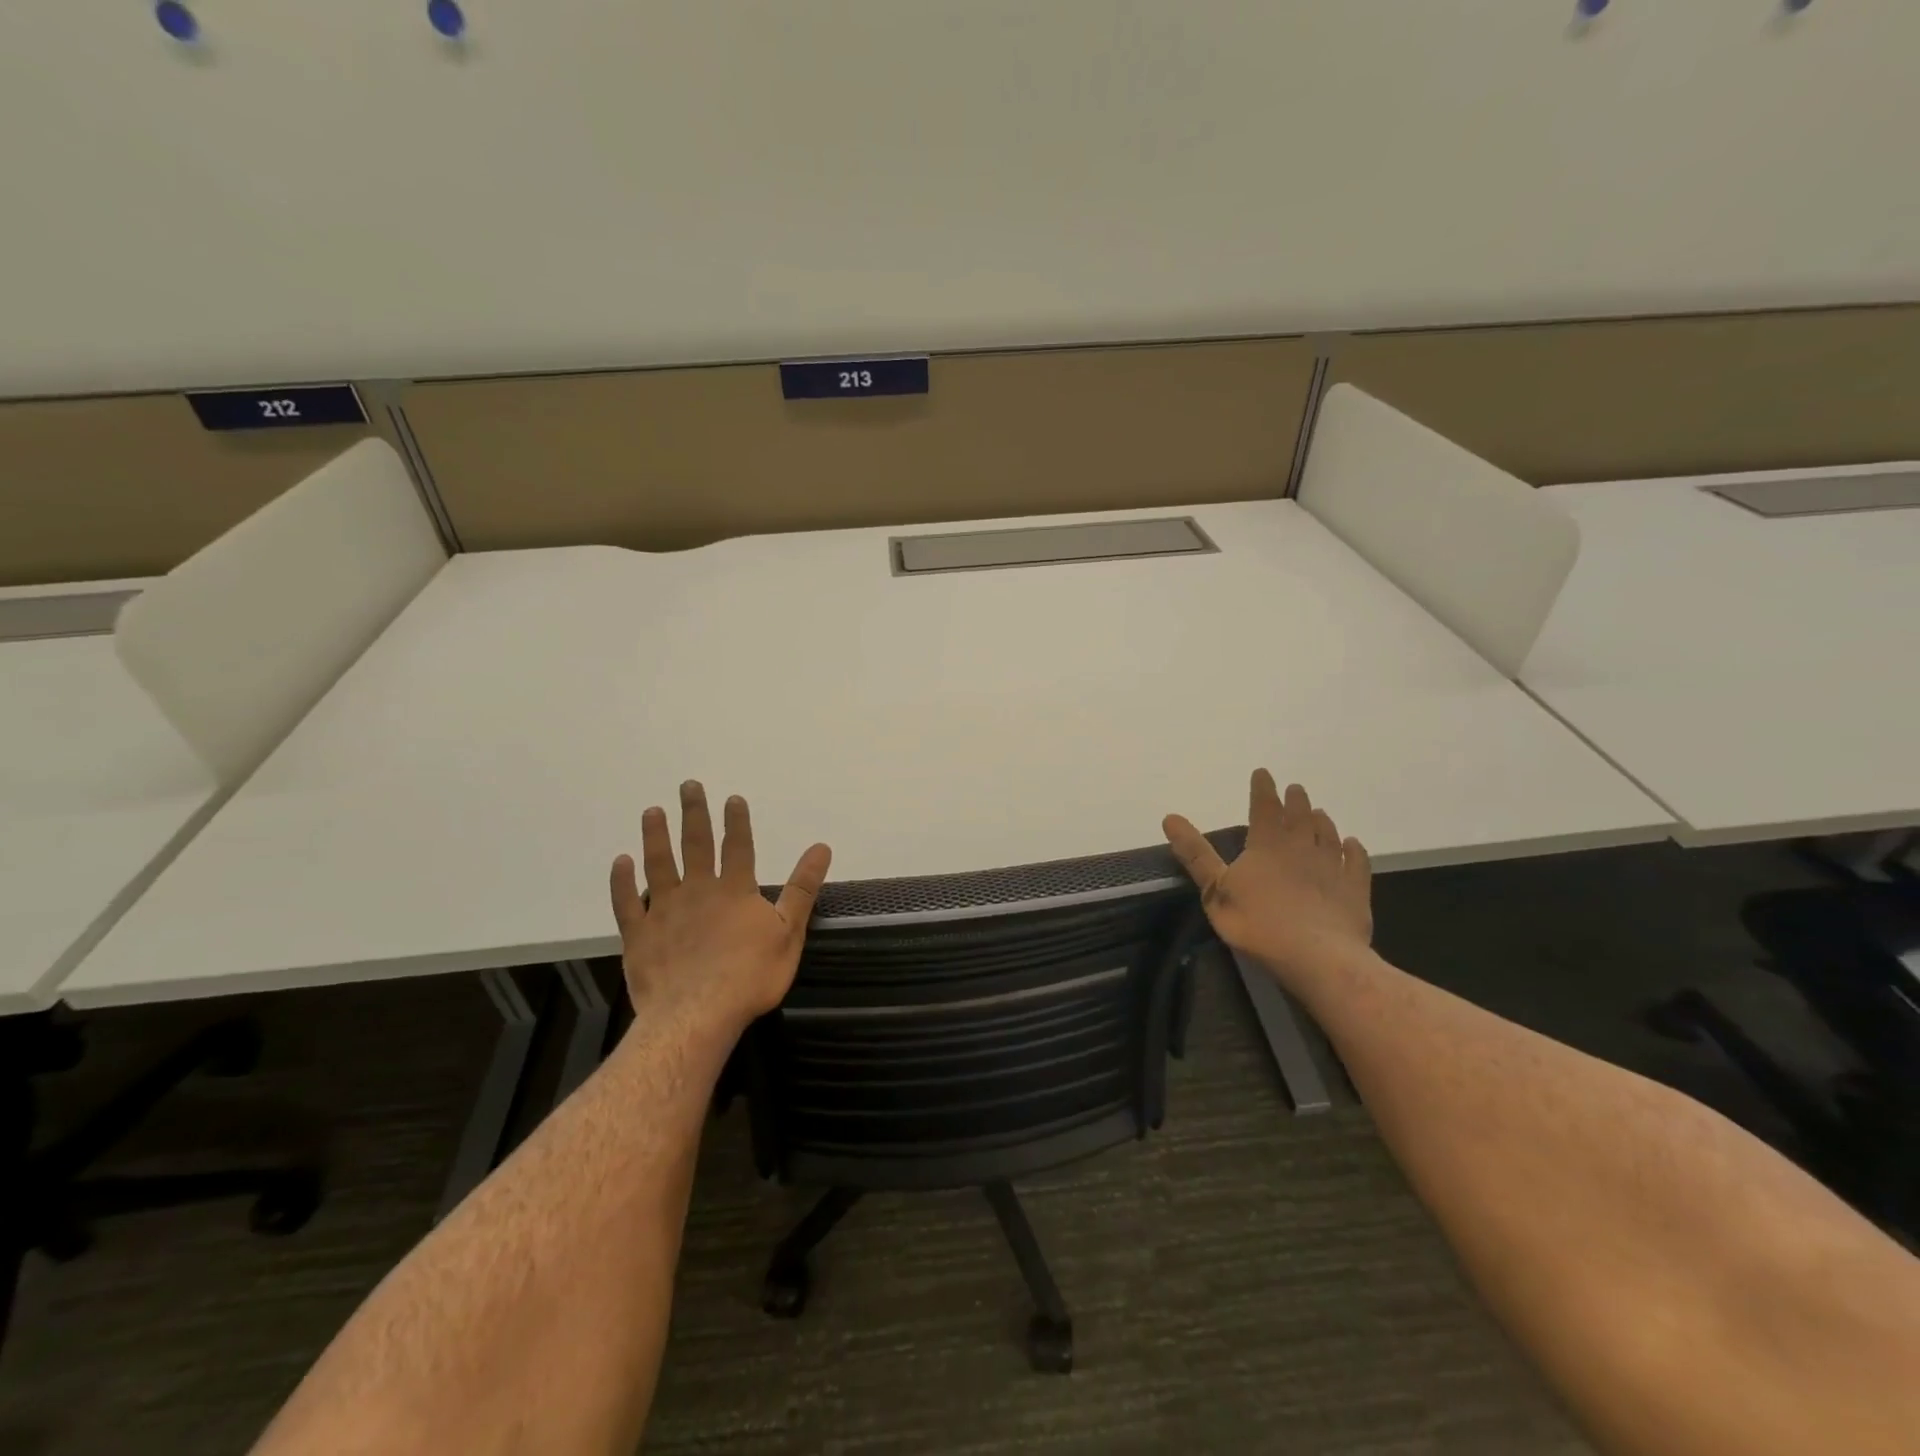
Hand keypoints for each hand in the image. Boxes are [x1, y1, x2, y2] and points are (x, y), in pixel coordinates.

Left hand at [609, 781, 831, 1039]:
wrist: (697, 1015)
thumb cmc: (750, 976)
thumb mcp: (789, 932)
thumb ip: (802, 888)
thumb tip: (821, 847)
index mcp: (735, 890)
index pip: (737, 846)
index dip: (736, 821)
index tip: (731, 798)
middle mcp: (698, 891)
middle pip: (695, 845)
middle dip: (693, 813)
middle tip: (687, 786)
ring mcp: (664, 911)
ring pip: (658, 865)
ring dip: (655, 836)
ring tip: (652, 811)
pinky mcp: (639, 935)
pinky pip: (627, 903)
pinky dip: (622, 881)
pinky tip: (620, 862)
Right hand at [1162, 770, 1372, 986]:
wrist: (1319, 958)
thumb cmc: (1259, 924)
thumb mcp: (1215, 891)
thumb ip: (1196, 855)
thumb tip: (1170, 818)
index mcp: (1267, 845)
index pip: (1264, 807)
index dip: (1263, 789)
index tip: (1263, 773)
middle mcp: (1302, 847)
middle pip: (1300, 816)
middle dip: (1295, 800)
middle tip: (1295, 789)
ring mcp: (1333, 867)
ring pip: (1329, 834)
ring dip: (1323, 821)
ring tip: (1320, 813)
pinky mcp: (1355, 890)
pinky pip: (1357, 862)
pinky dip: (1355, 850)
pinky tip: (1353, 845)